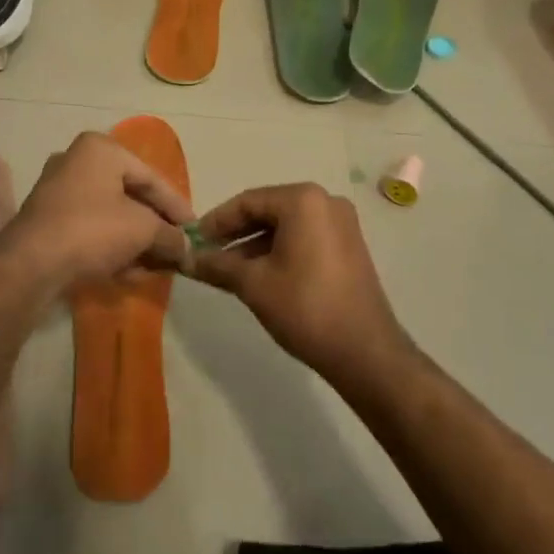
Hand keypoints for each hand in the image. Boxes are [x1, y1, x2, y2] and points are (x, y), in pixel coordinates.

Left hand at [2, 132, 193, 287]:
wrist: (32, 263)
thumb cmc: (93, 230)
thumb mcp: (143, 230)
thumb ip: (170, 235)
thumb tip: (188, 249)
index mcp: (101, 149)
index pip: (151, 177)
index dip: (176, 207)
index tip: (194, 231)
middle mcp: (77, 160)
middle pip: (129, 195)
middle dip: (154, 226)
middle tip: (175, 249)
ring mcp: (57, 189)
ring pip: (109, 214)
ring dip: (134, 240)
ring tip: (155, 266)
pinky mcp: (47, 218)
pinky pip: (90, 228)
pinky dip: (110, 245)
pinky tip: (128, 272)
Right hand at [188, 184, 411, 383]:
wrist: (366, 353)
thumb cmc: (305, 308)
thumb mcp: (253, 285)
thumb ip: (218, 265)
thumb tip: (187, 259)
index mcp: (302, 200)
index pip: (247, 201)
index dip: (216, 221)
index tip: (193, 241)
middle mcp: (325, 201)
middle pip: (267, 210)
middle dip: (235, 234)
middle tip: (208, 255)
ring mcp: (342, 224)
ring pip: (286, 227)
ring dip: (255, 245)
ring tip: (228, 271)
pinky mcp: (349, 247)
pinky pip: (305, 238)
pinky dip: (279, 251)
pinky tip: (259, 275)